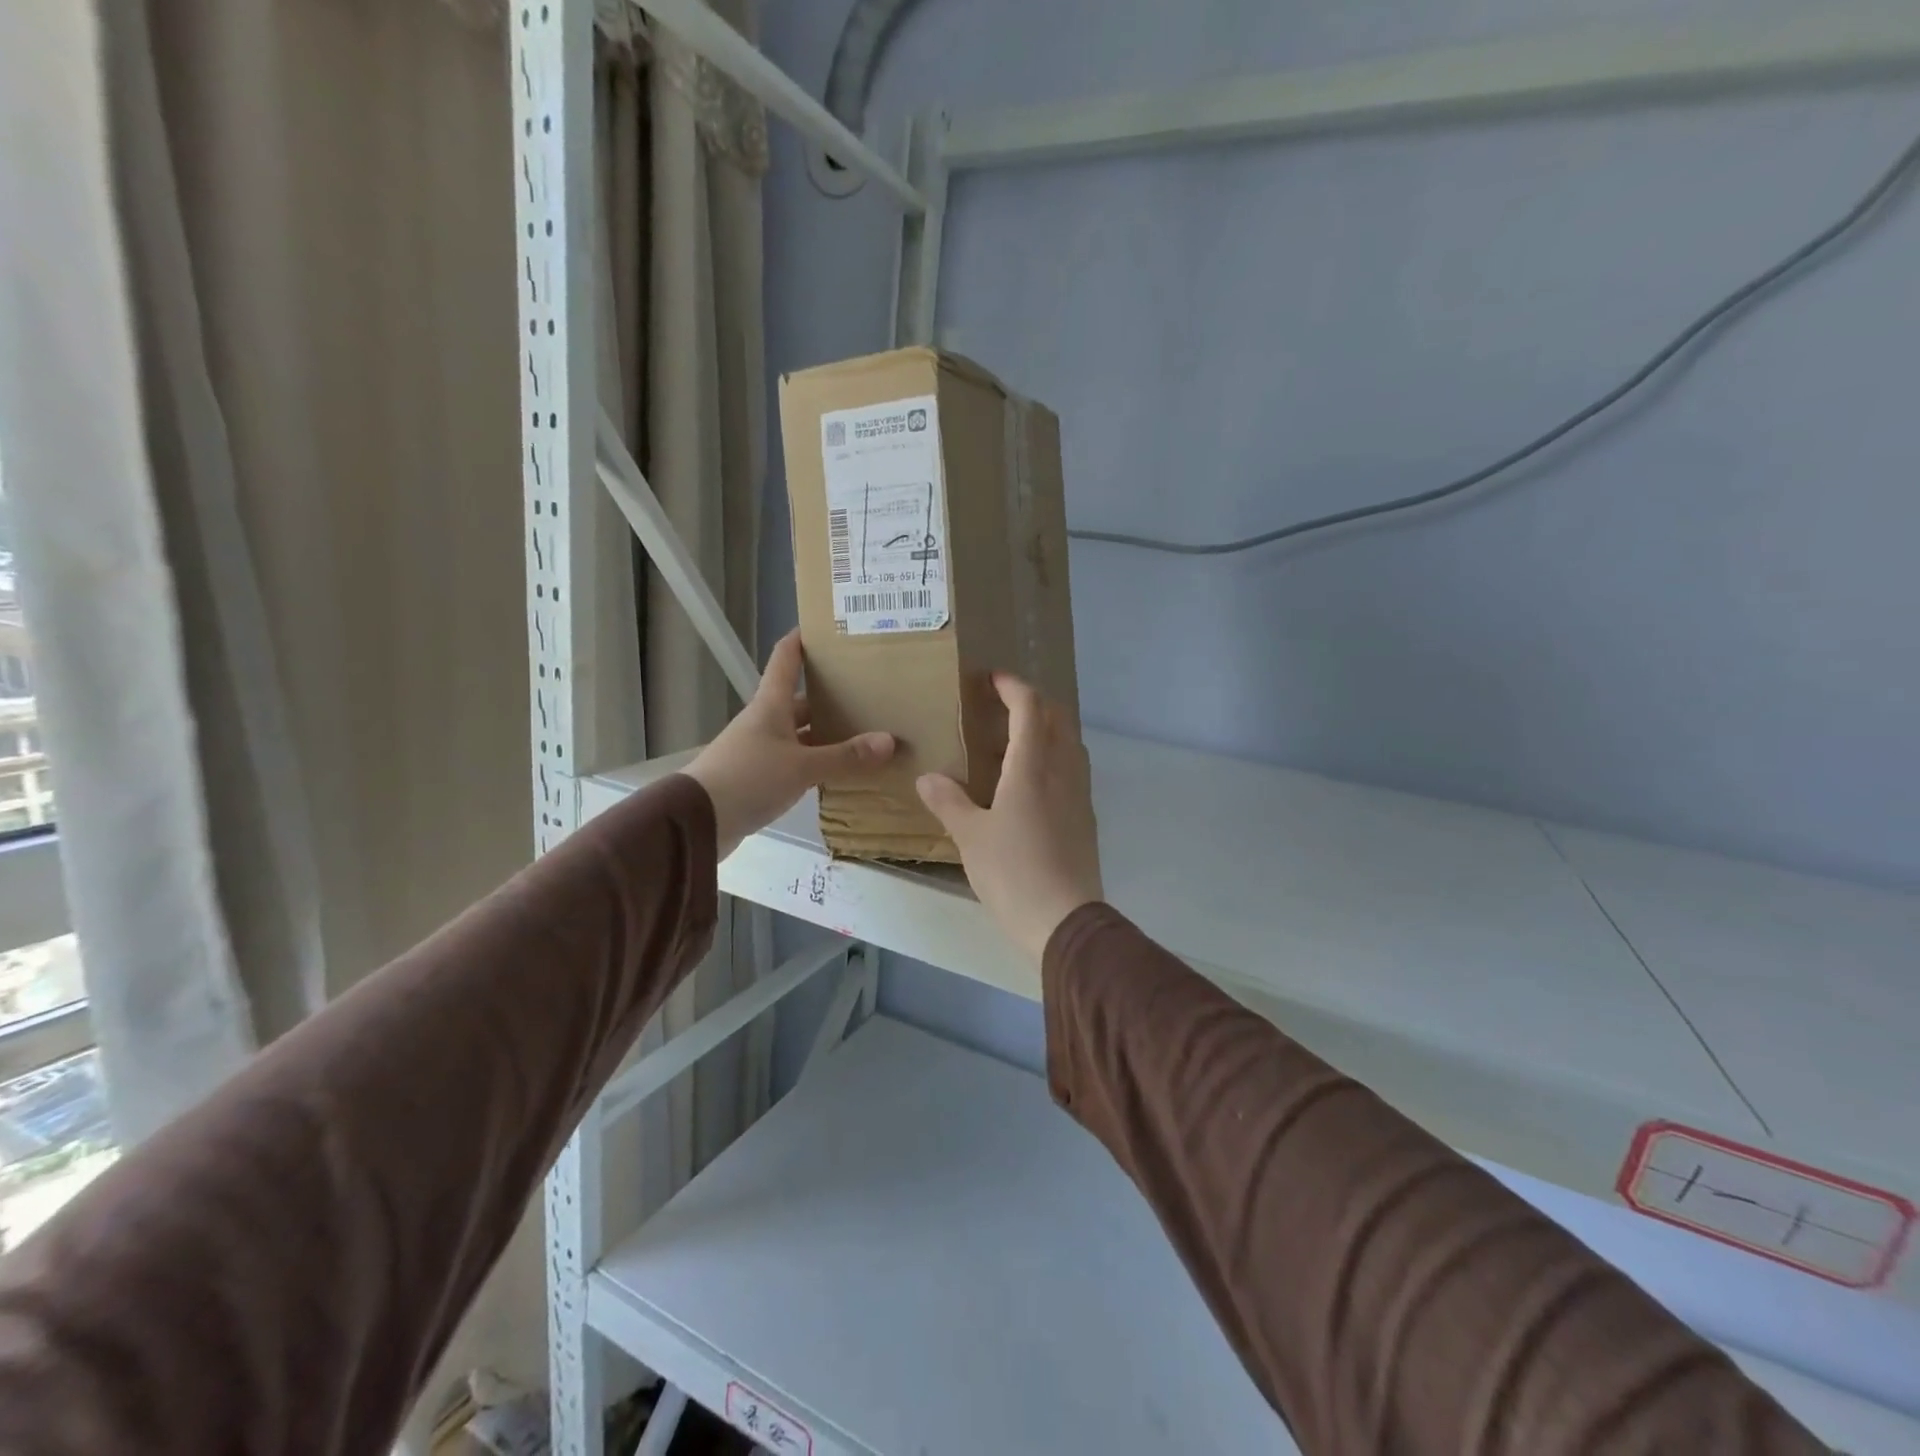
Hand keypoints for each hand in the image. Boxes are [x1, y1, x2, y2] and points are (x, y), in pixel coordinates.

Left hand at [685, 630, 893, 859]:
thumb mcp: (802, 767)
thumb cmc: (748, 778)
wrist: (698, 820)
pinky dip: (817, 763)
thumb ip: (844, 757)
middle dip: (830, 695)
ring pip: (800, 734)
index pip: (786, 659)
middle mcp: (765, 721)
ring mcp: (760, 749)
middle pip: (799, 700)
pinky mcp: (758, 777)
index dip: (801, 639)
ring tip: (864, 732)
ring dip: (826, 734)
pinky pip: (796, 762)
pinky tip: (840, 771)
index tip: (825, 628)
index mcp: (771, 705)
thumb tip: (889, 740)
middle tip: (867, 692)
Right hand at [915, 674, 1102, 962]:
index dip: (1013, 687)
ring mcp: (1079, 795)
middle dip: (1034, 703)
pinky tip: (1030, 784)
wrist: (1065, 921)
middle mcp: (1063, 772)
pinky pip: (1073, 771)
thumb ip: (949, 802)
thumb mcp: (970, 837)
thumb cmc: (1013, 872)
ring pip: (1070, 744)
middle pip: (1058, 718)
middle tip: (1004, 707)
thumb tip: (928, 778)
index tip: (993, 679)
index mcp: (1033, 767)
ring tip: (1014, 743)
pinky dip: (1054, 759)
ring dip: (1047, 730)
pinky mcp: (1085, 819)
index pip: (1030, 708)